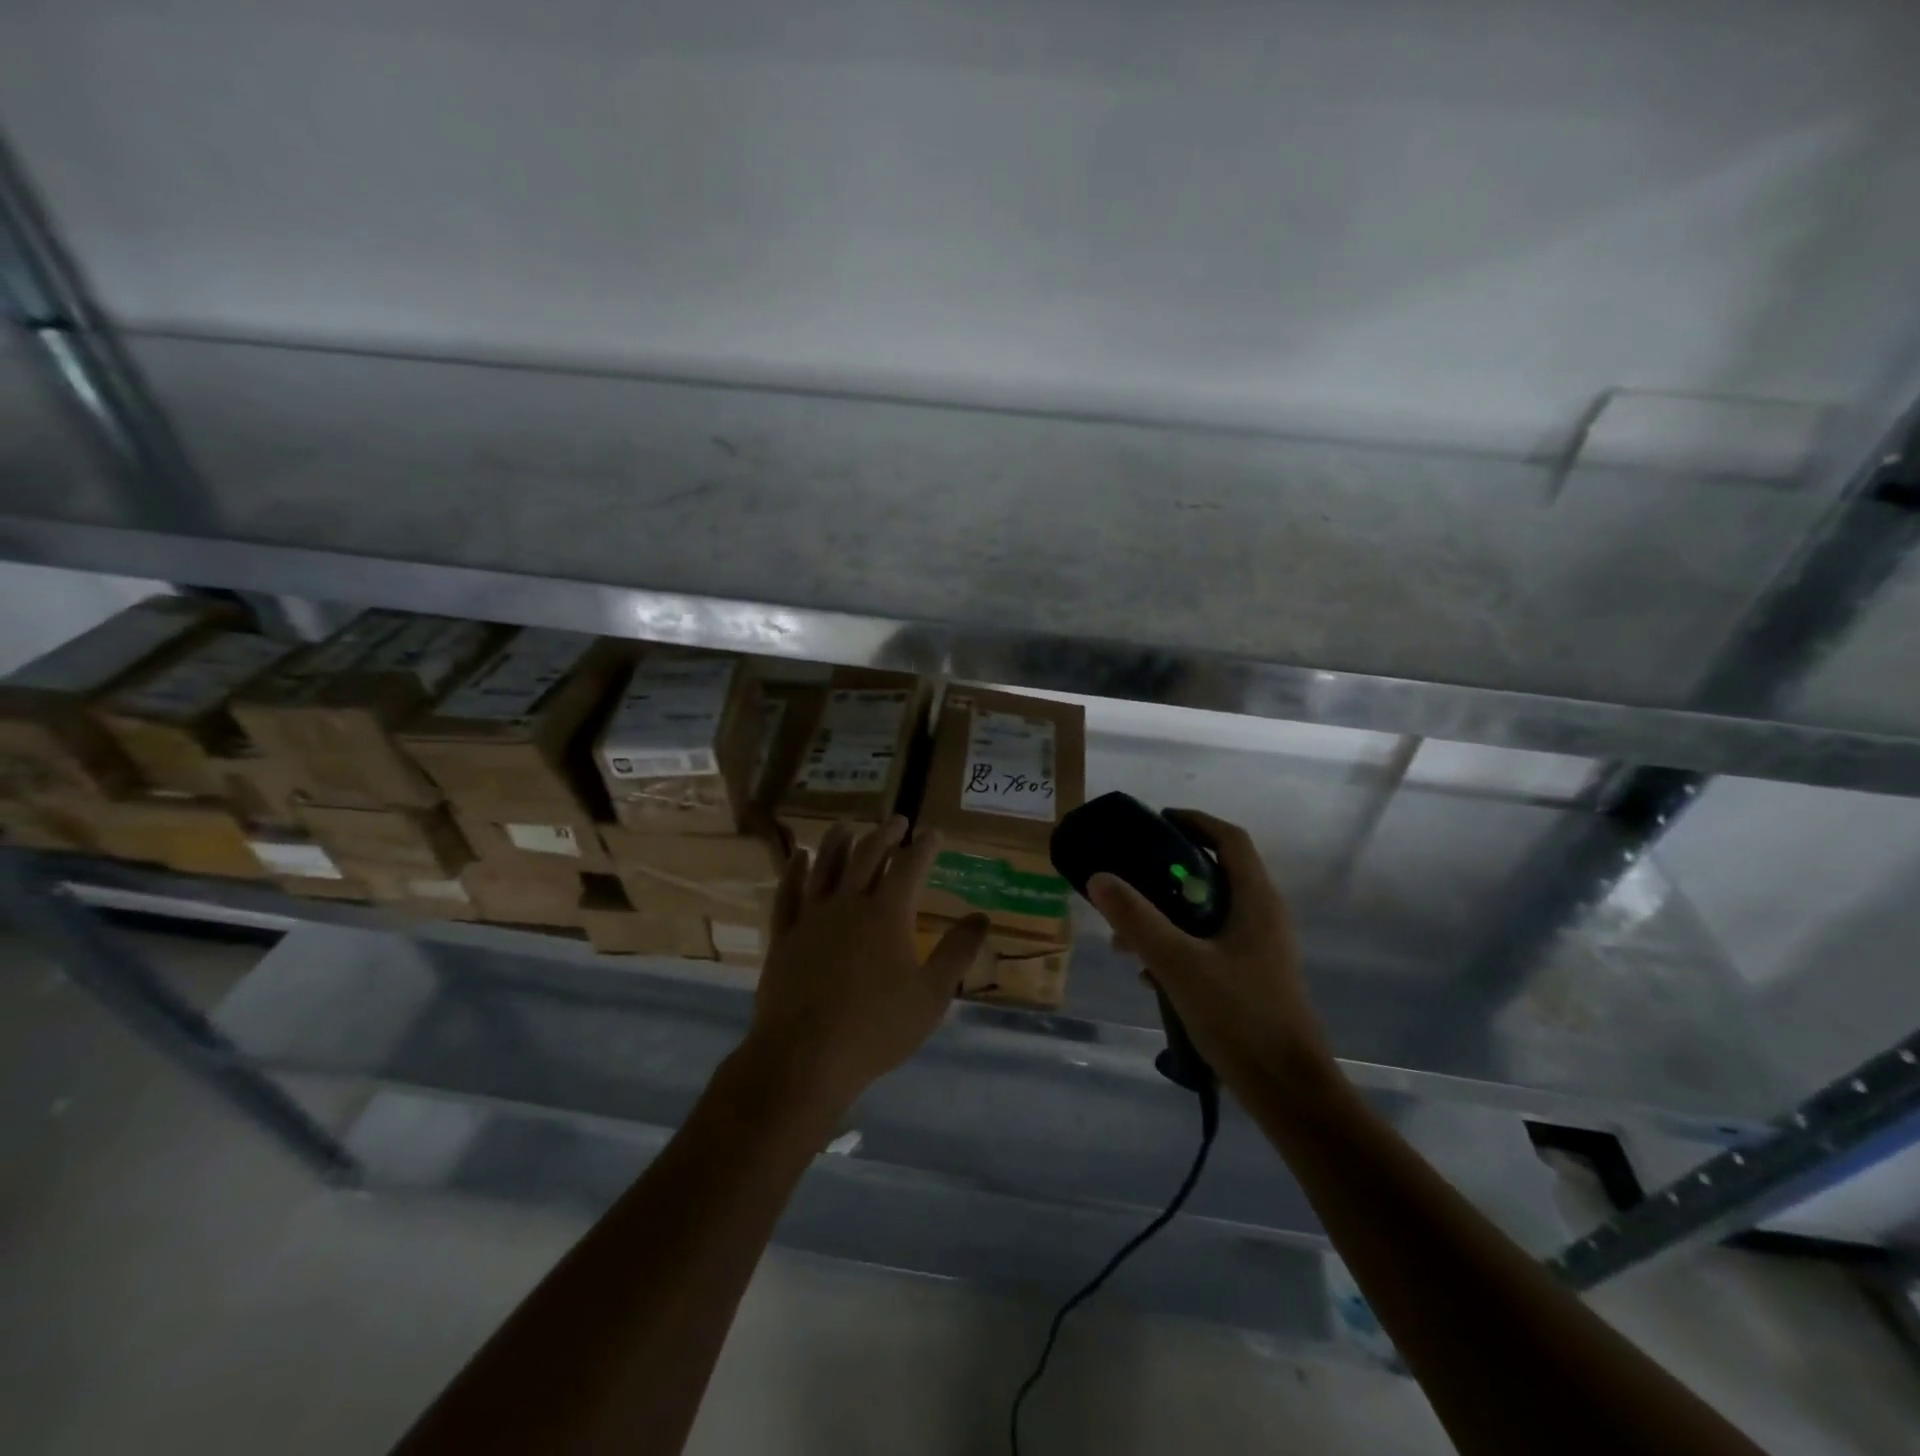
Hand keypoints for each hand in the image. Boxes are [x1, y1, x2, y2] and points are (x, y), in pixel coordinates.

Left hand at [744, 816, 989, 1114]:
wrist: (804, 1058)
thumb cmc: (876, 1029)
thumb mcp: (931, 996)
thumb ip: (957, 953)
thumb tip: (983, 917)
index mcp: (887, 914)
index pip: (910, 866)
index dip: (924, 846)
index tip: (933, 833)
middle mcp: (849, 904)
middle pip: (867, 856)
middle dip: (885, 835)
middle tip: (897, 821)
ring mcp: (811, 918)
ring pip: (825, 866)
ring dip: (838, 841)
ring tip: (847, 826)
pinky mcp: (784, 936)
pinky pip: (788, 894)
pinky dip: (794, 871)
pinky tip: (799, 858)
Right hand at [1086, 809, 1334, 1091]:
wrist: (1288, 1090)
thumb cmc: (1239, 1017)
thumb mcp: (1178, 963)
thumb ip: (1137, 919)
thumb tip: (1099, 877)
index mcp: (1255, 901)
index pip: (1230, 839)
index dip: (1194, 822)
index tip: (1155, 821)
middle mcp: (1262, 916)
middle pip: (1216, 873)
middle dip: (1168, 872)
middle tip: (1130, 876)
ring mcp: (1259, 949)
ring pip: (1208, 913)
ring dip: (1167, 914)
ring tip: (1125, 936)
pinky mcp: (1252, 978)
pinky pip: (1210, 944)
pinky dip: (1178, 944)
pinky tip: (1146, 973)